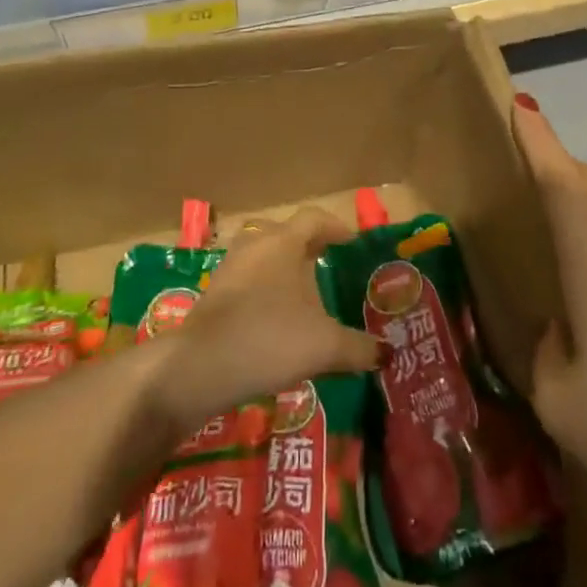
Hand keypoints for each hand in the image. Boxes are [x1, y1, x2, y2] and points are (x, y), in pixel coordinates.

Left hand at [151, 208, 379, 432]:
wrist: (200, 367)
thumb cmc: (269, 339)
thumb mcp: (325, 346)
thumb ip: (359, 348)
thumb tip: (386, 354)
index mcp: (283, 243)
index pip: (313, 218)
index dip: (335, 227)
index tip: (351, 242)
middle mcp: (254, 246)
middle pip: (284, 233)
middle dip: (306, 245)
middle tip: (326, 263)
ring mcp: (229, 269)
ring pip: (261, 255)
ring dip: (281, 267)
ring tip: (301, 293)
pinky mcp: (212, 295)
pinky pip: (246, 280)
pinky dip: (263, 290)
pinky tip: (274, 319)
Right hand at [514, 99, 586, 530]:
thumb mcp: (557, 397)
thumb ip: (546, 350)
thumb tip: (556, 327)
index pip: (562, 185)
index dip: (540, 142)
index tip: (521, 105)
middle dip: (559, 161)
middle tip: (523, 160)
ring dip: (582, 193)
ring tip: (547, 208)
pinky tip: (584, 268)